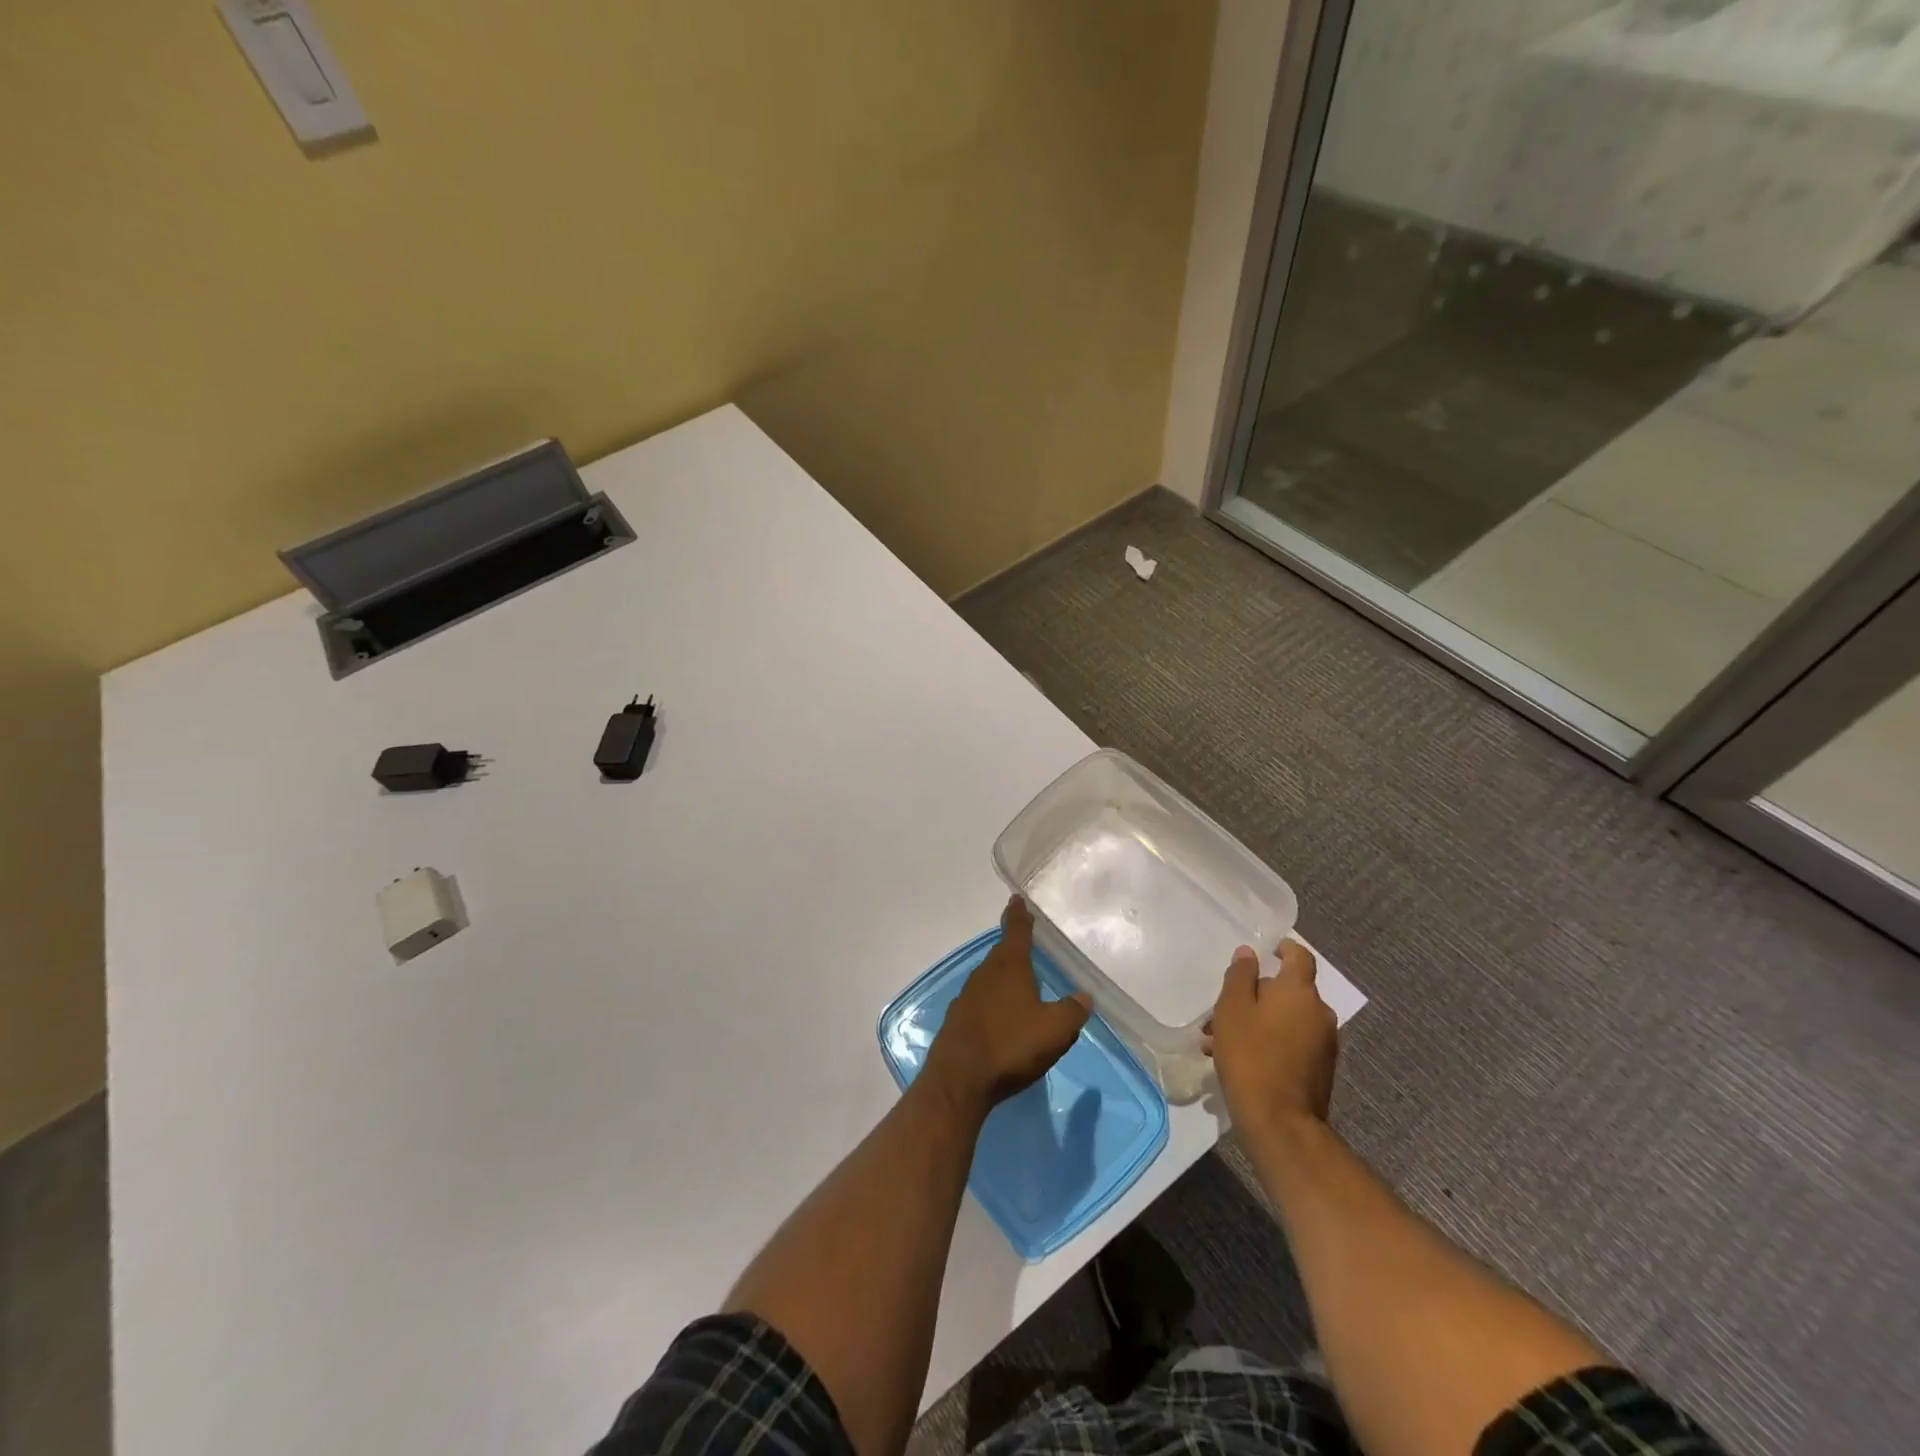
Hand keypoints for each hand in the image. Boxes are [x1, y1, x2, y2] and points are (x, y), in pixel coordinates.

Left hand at [924, 897, 1090, 1115]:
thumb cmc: (1011, 1046)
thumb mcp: (1055, 1030)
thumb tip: (1083, 997)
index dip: (1019, 914)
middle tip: (1024, 941)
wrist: (959, 1079)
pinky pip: (979, 1000)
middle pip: (1001, 953)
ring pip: (989, 976)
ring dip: (1002, 974)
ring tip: (1017, 980)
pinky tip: (999, 1016)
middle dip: (1012, 946)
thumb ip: (1072, 1011)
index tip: (1016, 899)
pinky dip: (991, 1000)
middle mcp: (985, 974)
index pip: (1016, 931)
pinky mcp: (958, 1019)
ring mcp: (967, 996)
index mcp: (1010, 967)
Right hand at [1206, 939, 1336, 1132]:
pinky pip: (1291, 1042)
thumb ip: (1241, 976)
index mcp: (1299, 991)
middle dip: (1254, 995)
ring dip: (1255, 1022)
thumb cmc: (1251, 1054)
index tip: (1268, 950)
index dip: (1285, 949)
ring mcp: (1323, 1043)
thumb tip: (1250, 953)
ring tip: (1217, 1042)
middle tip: (1220, 1012)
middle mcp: (1319, 1012)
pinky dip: (1268, 1041)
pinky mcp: (1320, 1069)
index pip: (1300, 956)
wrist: (1280, 1122)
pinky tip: (1238, 1060)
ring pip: (1285, 1019)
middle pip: (1287, 991)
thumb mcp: (1232, 1008)